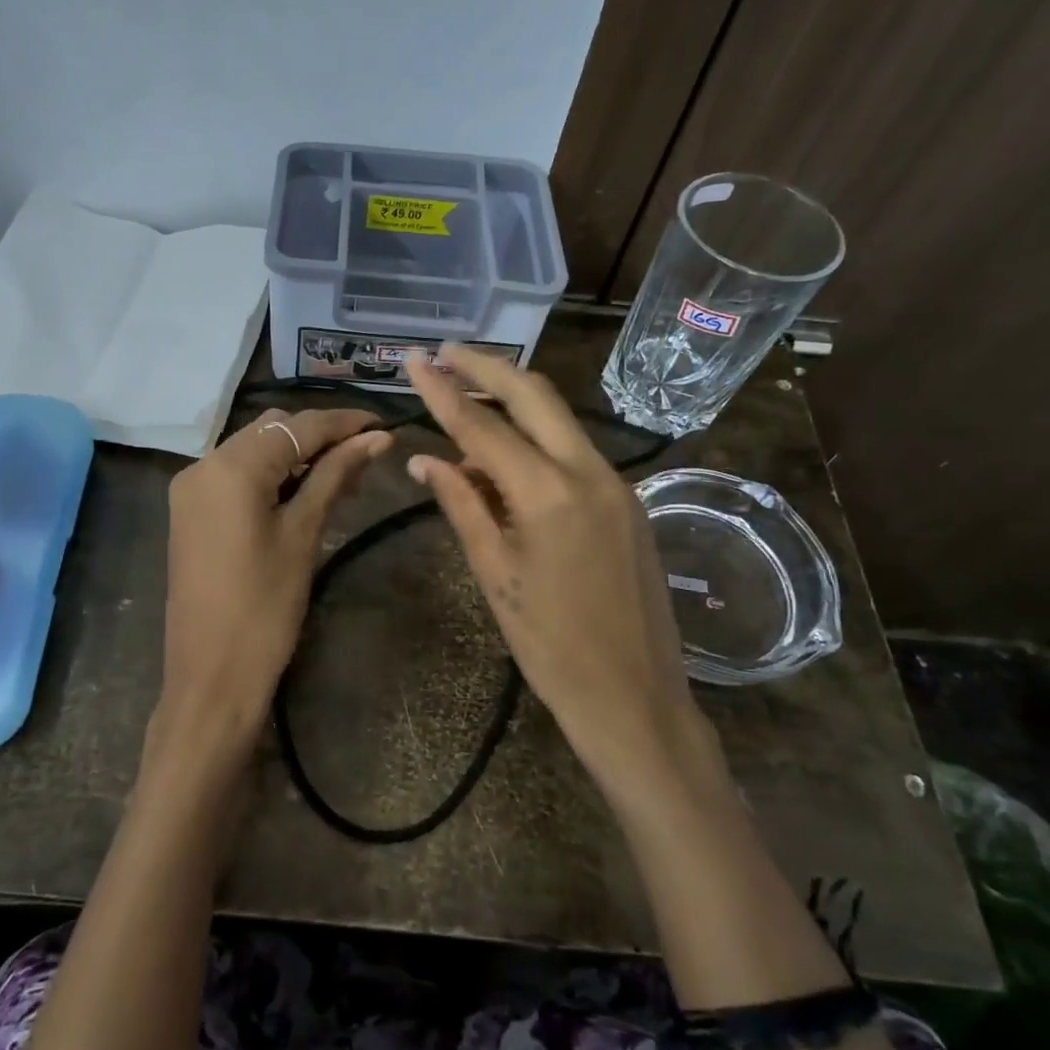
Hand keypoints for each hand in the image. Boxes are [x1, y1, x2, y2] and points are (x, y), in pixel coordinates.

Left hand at [153, 407, 392, 769]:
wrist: (211, 678)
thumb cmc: (265, 608)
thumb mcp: (303, 534)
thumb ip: (336, 476)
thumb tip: (377, 438)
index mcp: (230, 467)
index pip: (297, 426)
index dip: (343, 423)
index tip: (383, 425)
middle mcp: (202, 464)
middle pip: (271, 430)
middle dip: (319, 437)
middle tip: (365, 457)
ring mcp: (191, 489)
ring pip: (253, 451)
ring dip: (296, 456)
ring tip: (342, 476)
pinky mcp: (191, 512)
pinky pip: (236, 476)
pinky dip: (271, 476)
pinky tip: (303, 492)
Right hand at [403, 346, 703, 782]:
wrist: (634, 696)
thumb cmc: (550, 645)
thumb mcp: (494, 573)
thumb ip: (461, 504)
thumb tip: (425, 459)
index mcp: (549, 493)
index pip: (484, 426)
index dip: (443, 391)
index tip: (414, 360)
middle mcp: (590, 471)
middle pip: (535, 395)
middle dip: (487, 367)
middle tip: (445, 353)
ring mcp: (617, 483)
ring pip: (558, 419)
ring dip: (512, 401)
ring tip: (465, 398)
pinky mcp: (629, 500)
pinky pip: (574, 452)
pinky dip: (536, 440)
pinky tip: (506, 456)